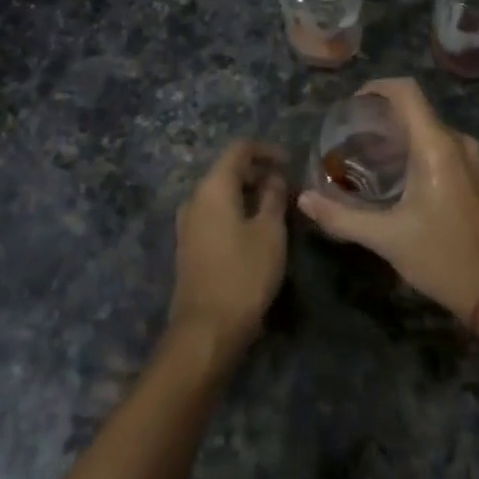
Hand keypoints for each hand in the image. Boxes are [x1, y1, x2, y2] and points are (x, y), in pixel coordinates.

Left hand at [168, 141, 289, 353]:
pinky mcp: (189, 245)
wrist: (207, 329)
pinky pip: (215, 214)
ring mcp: (188, 223)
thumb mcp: (270, 232)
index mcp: (213, 187)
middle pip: (227, 170)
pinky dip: (236, 211)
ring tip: (276, 207)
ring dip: (247, 194)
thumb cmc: (244, 274)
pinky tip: (256, 229)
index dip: (266, 150)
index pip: (239, 150)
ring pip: (221, 194)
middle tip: (287, 187)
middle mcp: (195, 198)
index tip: (290, 161)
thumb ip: (273, 197)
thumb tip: (273, 177)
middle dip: (258, 172)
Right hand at [297, 79, 478, 322]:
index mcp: (437, 146)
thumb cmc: (442, 258)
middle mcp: (460, 142)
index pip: (406, 91)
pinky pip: (447, 149)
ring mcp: (476, 159)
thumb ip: (341, 216)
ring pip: (432, 132)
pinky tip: (403, 183)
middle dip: (383, 121)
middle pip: (417, 111)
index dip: (377, 87)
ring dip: (402, 140)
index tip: (353, 105)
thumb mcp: (387, 238)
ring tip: (371, 164)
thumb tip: (303, 200)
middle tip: (352, 143)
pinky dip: (421, 153)